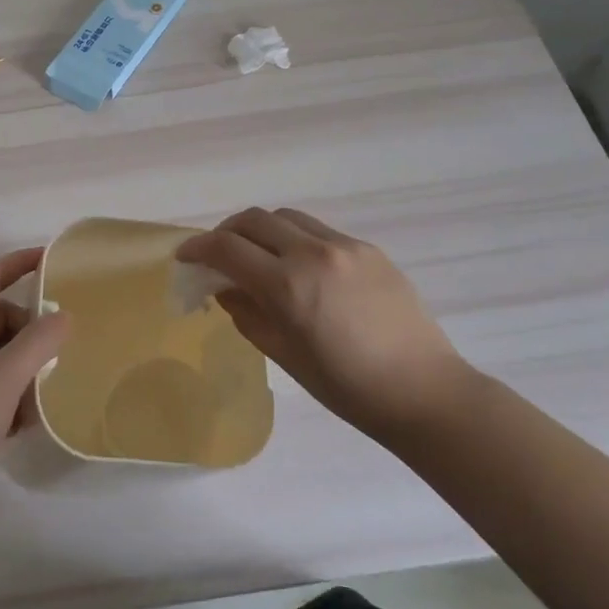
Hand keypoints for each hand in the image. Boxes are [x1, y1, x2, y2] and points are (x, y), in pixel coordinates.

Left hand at [0, 249, 69, 535]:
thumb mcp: (3, 378)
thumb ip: (38, 342)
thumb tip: (64, 315)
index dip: (18, 263)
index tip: (51, 259)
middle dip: (29, 333)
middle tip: (56, 353)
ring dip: (24, 371)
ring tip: (43, 396)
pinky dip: (12, 399)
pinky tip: (25, 425)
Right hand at [175, 208, 471, 448]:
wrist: (424, 391)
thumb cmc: (347, 388)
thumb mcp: (285, 356)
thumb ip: (247, 314)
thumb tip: (224, 288)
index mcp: (288, 286)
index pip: (227, 249)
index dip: (198, 248)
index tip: (184, 256)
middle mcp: (313, 253)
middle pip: (254, 219)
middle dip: (226, 232)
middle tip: (217, 255)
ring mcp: (344, 246)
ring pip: (286, 217)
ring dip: (261, 229)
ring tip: (258, 255)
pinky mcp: (368, 248)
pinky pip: (318, 230)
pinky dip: (294, 238)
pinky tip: (299, 267)